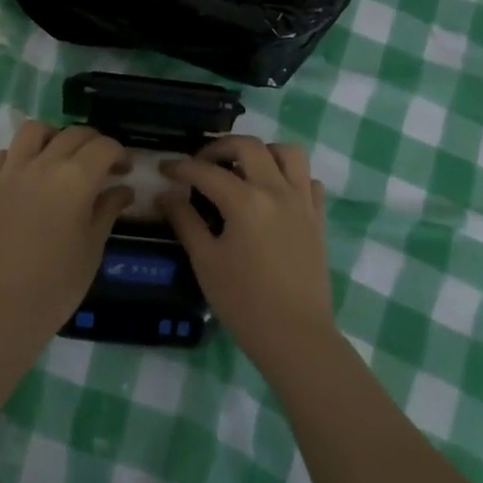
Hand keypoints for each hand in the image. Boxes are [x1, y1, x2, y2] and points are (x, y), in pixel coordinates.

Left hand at [0, 120, 131, 342]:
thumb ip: (108, 209)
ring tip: (58, 157)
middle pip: (73, 134)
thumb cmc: (59, 282)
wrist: (4, 307)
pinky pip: (2, 154)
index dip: (119, 154)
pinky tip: (25, 175)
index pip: (104, 146)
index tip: (123, 170)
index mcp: (76, 178)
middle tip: (99, 164)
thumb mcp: (93, 245)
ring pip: (34, 130)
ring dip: (52, 137)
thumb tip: (124, 189)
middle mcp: (44, 164)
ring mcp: (10, 171)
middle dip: (92, 143)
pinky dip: (17, 156)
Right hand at [156, 138, 332, 372]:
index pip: (207, 171)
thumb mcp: (206, 262)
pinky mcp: (318, 218)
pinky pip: (308, 180)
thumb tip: (166, 195)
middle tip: (202, 163)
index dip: (181, 167)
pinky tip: (275, 193)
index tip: (165, 168)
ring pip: (288, 153)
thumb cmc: (244, 302)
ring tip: (244, 168)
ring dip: (262, 152)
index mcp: (245, 201)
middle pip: (248, 146)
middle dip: (220, 147)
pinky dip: (291, 176)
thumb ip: (185, 221)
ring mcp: (302, 202)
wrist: (295, 336)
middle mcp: (276, 190)